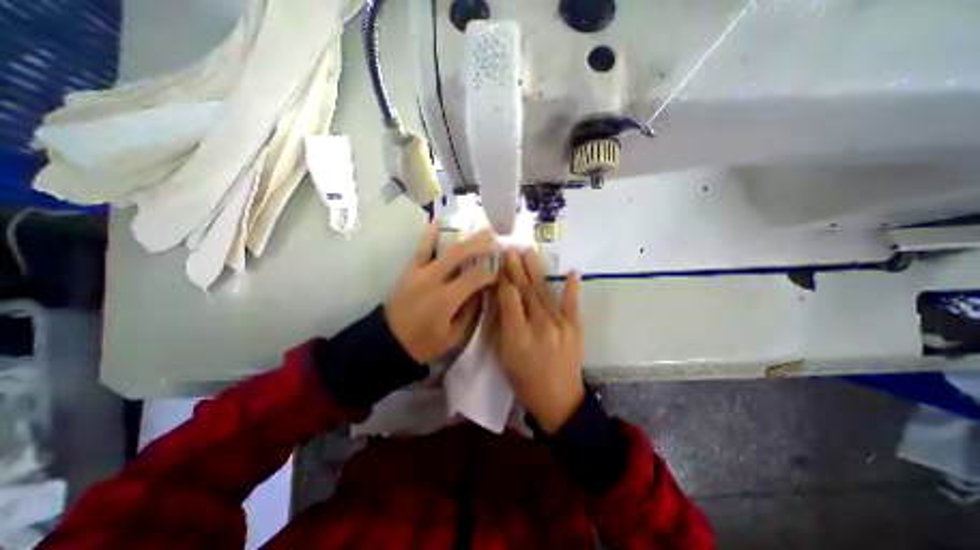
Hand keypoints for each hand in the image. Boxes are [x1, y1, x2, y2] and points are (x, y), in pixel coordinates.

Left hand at [386, 220, 498, 364]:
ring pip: (445, 248)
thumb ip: (471, 311)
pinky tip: (438, 220)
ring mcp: (420, 271)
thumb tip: (482, 290)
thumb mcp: (454, 336)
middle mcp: (433, 279)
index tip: (498, 274)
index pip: (475, 277)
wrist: (388, 342)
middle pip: (461, 254)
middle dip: (481, 246)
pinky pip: (422, 248)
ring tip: (480, 231)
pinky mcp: (410, 270)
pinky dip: (430, 233)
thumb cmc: (424, 343)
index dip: (490, 273)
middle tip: (496, 242)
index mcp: (446, 299)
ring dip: (465, 238)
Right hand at [491, 247, 579, 434]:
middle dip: (516, 268)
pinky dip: (572, 287)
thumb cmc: (523, 379)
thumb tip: (500, 298)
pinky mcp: (575, 327)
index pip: (509, 297)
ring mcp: (560, 324)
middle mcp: (539, 324)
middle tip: (510, 249)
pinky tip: (572, 271)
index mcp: (518, 334)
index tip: (498, 263)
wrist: (558, 398)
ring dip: (535, 270)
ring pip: (544, 291)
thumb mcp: (503, 355)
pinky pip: (573, 304)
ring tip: (528, 252)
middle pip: (525, 290)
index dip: (503, 278)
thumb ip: (502, 325)